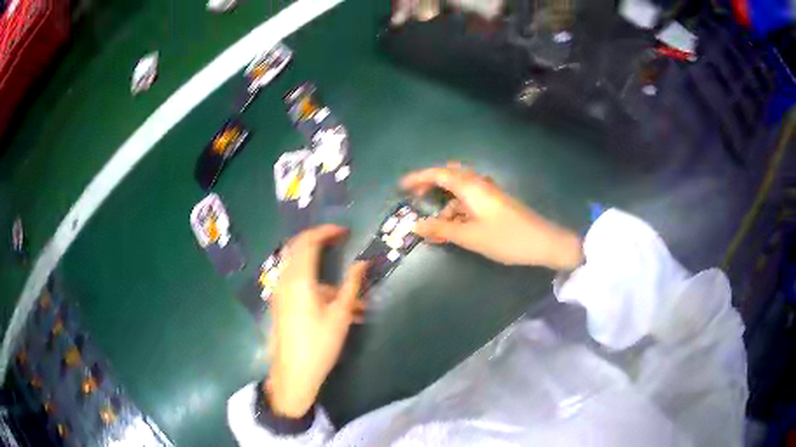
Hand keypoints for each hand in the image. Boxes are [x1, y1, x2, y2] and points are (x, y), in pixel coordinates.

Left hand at [266, 225, 367, 417]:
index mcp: (299, 279)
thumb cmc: (319, 344)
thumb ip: (351, 285)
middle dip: (318, 240)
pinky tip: (331, 304)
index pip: (308, 241)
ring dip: (316, 265)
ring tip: (344, 290)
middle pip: (297, 247)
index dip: (326, 231)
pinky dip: (311, 280)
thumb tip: (363, 263)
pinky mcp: (279, 303)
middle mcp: (284, 280)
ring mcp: (279, 291)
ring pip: (295, 265)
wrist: (293, 374)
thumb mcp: (340, 315)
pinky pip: (293, 280)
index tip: (345, 232)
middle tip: (337, 241)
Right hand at [401, 162, 582, 269]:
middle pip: (450, 177)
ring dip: (445, 206)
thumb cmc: (506, 238)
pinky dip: (457, 212)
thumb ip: (441, 230)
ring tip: (434, 228)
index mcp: (471, 187)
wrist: (543, 243)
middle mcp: (479, 184)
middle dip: (431, 185)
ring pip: (460, 192)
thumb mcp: (470, 236)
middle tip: (417, 198)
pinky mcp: (495, 204)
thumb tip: (415, 226)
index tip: (402, 186)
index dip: (419, 177)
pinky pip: (470, 202)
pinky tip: (453, 230)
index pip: (439, 173)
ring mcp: (489, 194)